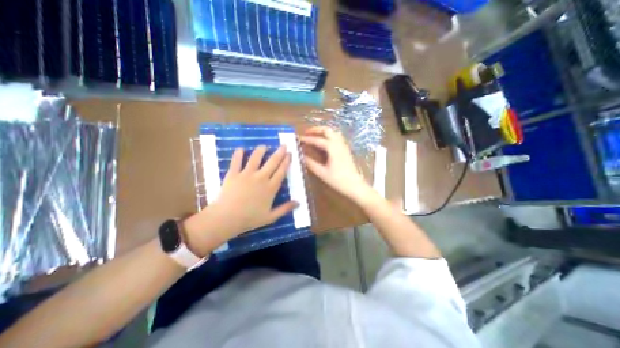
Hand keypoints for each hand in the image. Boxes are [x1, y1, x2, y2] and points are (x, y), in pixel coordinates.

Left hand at [182, 146, 296, 255]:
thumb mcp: (271, 217)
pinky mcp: (233, 174)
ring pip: (256, 157)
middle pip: (272, 162)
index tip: (290, 154)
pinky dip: (238, 154)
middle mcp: (261, 177)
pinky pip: (236, 160)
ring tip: (264, 146)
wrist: (226, 218)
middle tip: (283, 145)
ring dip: (261, 150)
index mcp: (270, 188)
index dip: (286, 162)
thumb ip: (285, 209)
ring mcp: (247, 174)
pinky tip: (241, 149)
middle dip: (279, 152)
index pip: (281, 171)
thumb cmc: (250, 219)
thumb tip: (299, 203)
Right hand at [300, 127, 371, 204]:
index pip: (317, 140)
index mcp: (332, 148)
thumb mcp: (322, 173)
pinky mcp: (346, 150)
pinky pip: (337, 138)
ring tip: (314, 136)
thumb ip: (311, 163)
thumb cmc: (338, 180)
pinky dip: (329, 136)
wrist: (355, 186)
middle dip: (316, 130)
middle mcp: (339, 143)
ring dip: (323, 132)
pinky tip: (325, 143)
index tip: (298, 138)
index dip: (307, 139)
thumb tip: (302, 156)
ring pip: (333, 132)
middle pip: (327, 130)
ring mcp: (344, 146)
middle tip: (306, 133)